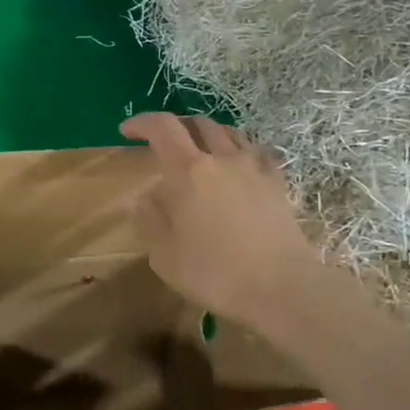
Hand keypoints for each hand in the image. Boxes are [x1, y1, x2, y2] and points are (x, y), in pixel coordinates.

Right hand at [120, 113, 320, 327]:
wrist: (281, 287)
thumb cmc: (215, 273)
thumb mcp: (165, 256)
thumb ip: (150, 220)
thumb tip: (145, 197)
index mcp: (188, 171)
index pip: (162, 127)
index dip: (142, 123)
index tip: (127, 131)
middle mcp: (222, 159)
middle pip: (198, 123)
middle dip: (177, 125)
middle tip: (164, 142)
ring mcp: (254, 168)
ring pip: (230, 133)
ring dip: (209, 134)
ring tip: (201, 150)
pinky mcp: (278, 183)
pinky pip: (258, 153)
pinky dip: (241, 151)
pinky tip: (240, 166)